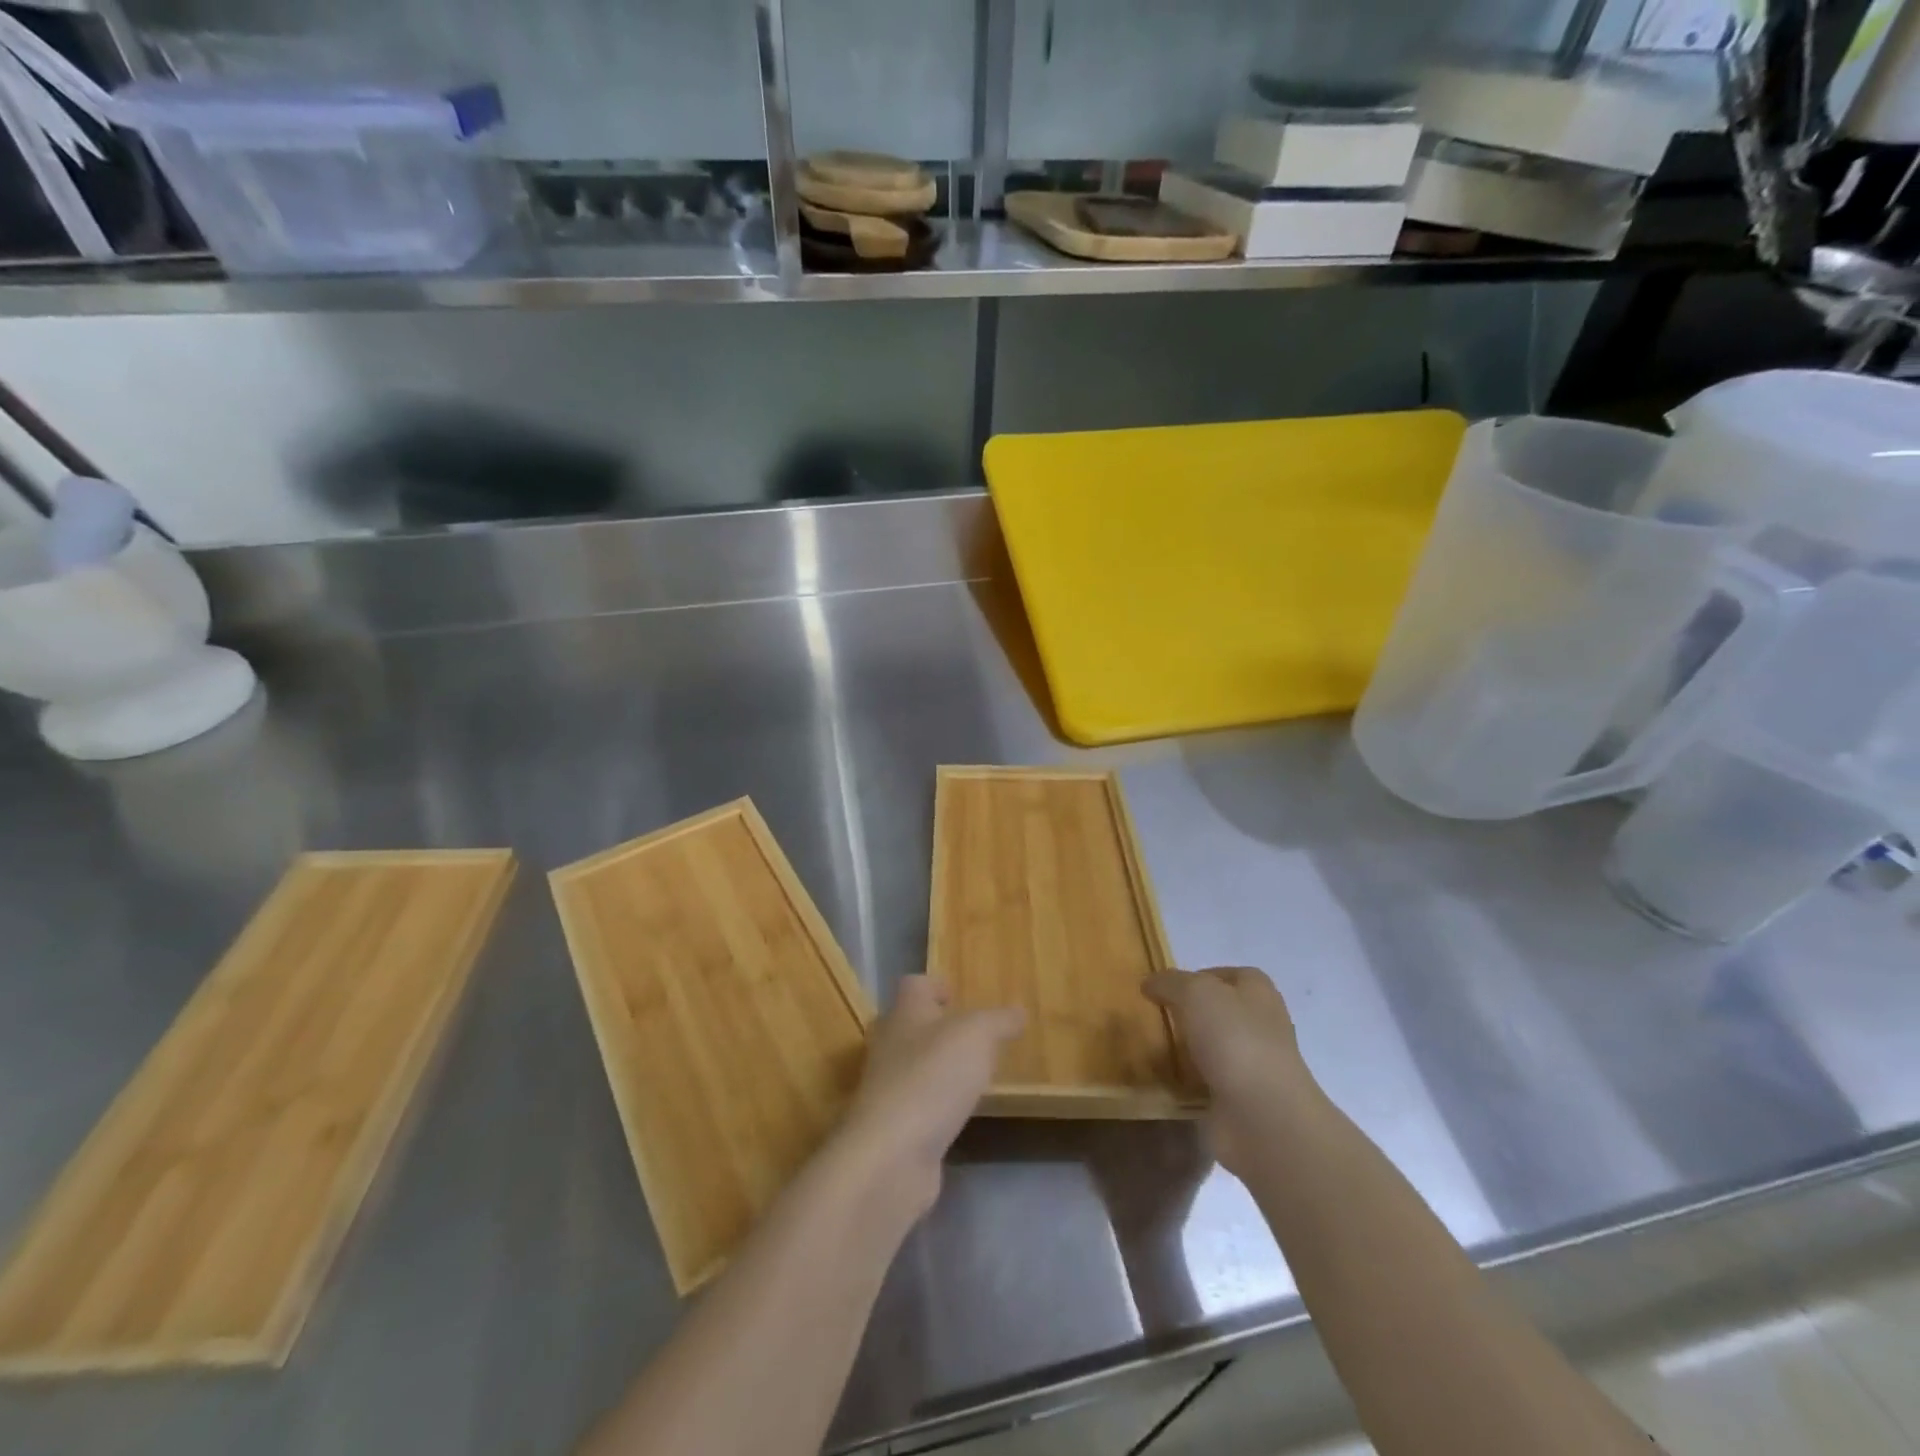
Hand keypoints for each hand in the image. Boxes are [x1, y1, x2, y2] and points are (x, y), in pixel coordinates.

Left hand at [836, 976, 1023, 1213]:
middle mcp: (889, 1046)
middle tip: (973, 1035)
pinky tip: (958, 1113)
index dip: (935, 985)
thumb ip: (998, 1021)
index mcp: (904, 1013)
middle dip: (938, 1027)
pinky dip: (937, 1104)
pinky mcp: (892, 1127)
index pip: (914, 985)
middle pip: (910, 1025)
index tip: (958, 994)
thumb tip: (1018, 1011)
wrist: (891, 1155)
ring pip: (914, 1065)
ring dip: (938, 1067)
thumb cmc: (933, 1077)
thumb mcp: (976, 1036)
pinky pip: (918, 1104)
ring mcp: (887, 1088)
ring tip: (973, 1074)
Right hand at [1145, 967, 1316, 1175]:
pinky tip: (1167, 1079)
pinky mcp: (1242, 1099)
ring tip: (1154, 1047)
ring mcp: (1253, 1064)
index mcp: (1258, 992)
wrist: (1262, 1116)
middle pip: (1220, 1011)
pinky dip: (1189, 1080)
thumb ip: (1170, 982)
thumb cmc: (1234, 1038)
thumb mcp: (1195, 992)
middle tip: (1156, 1016)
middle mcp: (1261, 1025)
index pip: (1228, 975)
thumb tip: (1151, 983)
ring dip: (1189, 1048)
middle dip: (1190, 1013)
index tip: (1166, 988)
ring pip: (1213, 1047)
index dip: (1198, 976)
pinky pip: (1208, 1081)